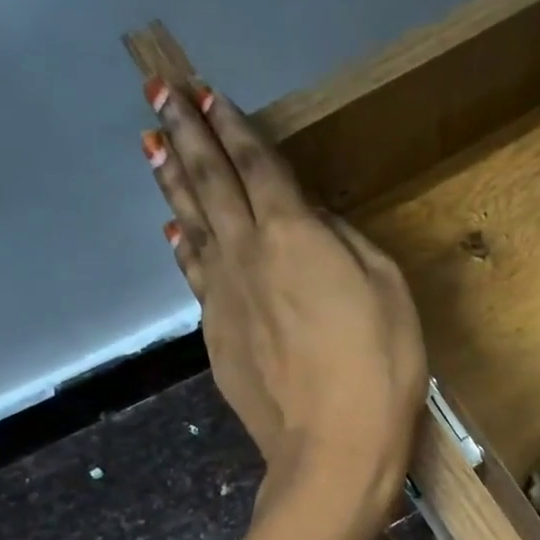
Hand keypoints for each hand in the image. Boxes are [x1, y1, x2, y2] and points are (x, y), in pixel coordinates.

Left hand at [141, 73, 426, 526]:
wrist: (333, 448)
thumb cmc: (379, 367)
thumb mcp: (388, 292)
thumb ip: (348, 245)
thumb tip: (316, 222)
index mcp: (294, 234)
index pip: (257, 166)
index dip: (232, 128)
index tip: (205, 93)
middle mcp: (247, 253)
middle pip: (210, 182)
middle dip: (185, 134)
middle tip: (157, 91)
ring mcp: (223, 296)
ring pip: (191, 224)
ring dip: (172, 180)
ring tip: (150, 144)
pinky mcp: (215, 335)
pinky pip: (194, 274)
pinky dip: (183, 245)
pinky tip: (175, 231)